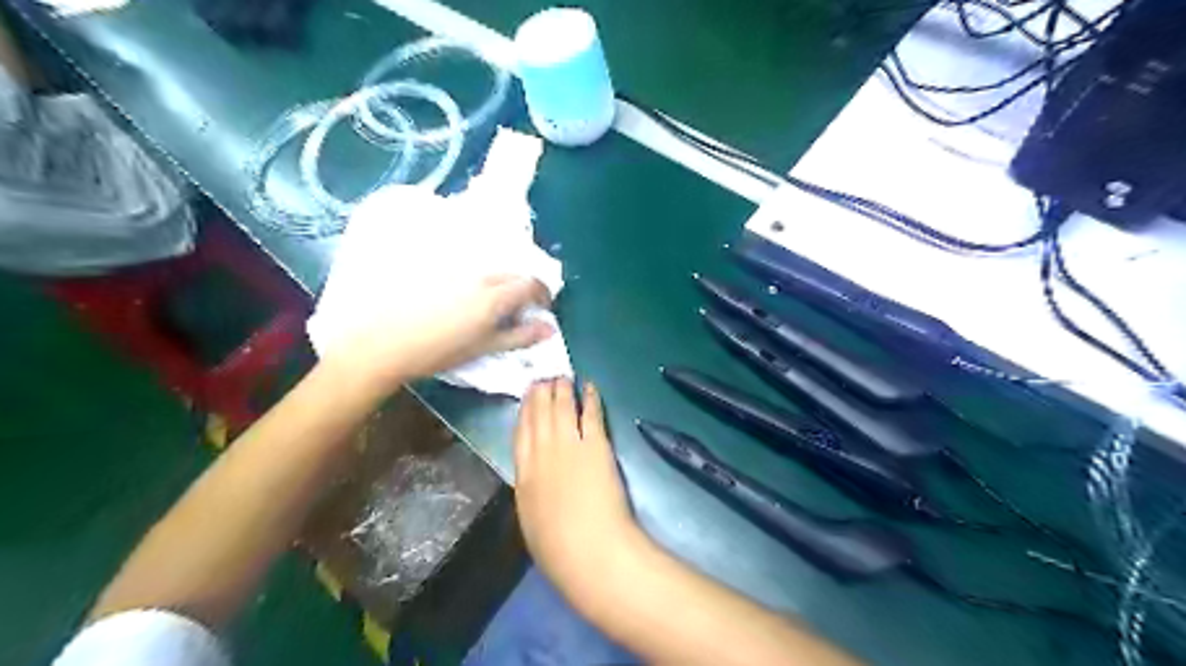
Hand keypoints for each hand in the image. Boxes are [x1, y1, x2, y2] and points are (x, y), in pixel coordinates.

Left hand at [317, 275, 552, 394]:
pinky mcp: (435, 268)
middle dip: (522, 288)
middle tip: (518, 309)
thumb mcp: (483, 347)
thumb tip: (549, 329)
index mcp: (494, 296)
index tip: (542, 307)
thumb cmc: (437, 351)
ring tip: (488, 305)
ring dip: (499, 283)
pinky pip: (466, 268)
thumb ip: (519, 336)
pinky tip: (460, 298)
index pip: (531, 284)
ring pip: (489, 270)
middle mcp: (479, 276)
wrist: (382, 341)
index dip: (543, 294)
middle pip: (512, 273)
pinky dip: (475, 280)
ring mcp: (456, 269)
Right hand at [509, 381, 639, 603]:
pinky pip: (591, 414)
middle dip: (541, 393)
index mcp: (524, 473)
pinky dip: (590, 397)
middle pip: (540, 414)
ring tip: (563, 376)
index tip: (527, 396)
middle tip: (545, 377)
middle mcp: (543, 452)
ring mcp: (570, 445)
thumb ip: (531, 493)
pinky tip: (590, 386)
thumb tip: (534, 480)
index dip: (524, 411)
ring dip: (563, 389)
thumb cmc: (558, 549)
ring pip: (563, 407)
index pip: (521, 433)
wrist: (590, 550)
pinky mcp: (597, 445)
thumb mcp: (531, 520)